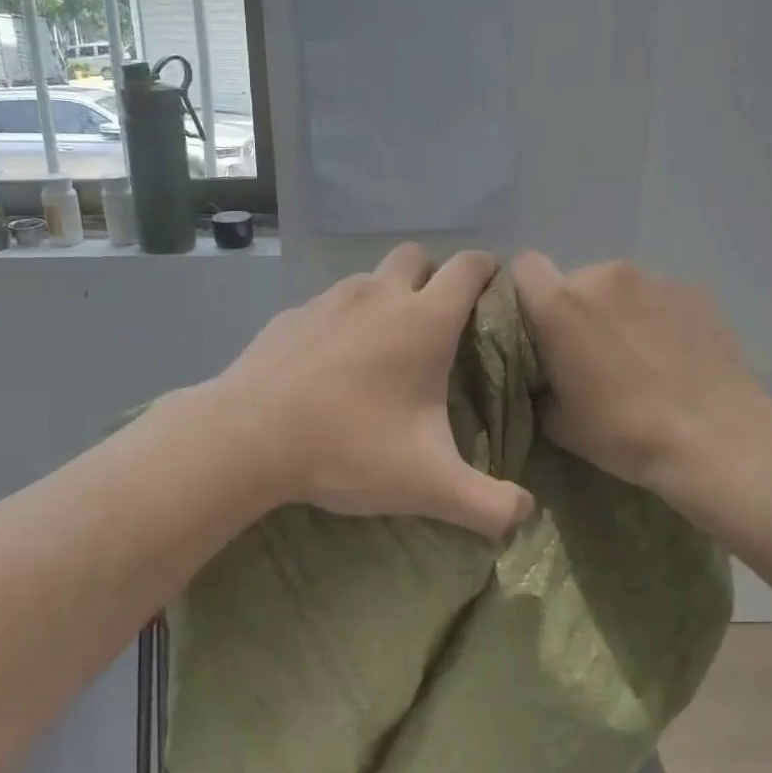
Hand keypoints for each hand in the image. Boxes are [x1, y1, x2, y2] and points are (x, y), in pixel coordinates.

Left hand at [207, 243, 533, 538]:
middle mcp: (379, 295)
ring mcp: (329, 300)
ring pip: (370, 277)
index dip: (487, 271)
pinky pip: (329, 303)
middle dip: (433, 277)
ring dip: (386, 296)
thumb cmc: (348, 448)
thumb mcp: (428, 484)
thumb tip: (525, 516)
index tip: (492, 293)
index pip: (469, 267)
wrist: (246, 438)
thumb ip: (487, 504)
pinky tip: (332, 364)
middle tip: (435, 325)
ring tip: (382, 347)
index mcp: (423, 321)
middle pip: (416, 256)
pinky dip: (343, 319)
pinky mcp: (291, 315)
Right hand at [511, 251, 771, 498]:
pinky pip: (661, 296)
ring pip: (620, 287)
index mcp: (561, 305)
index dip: (527, 292)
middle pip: (576, 280)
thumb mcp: (558, 422)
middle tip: (594, 353)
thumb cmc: (623, 433)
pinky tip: (676, 355)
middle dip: (578, 309)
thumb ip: (540, 382)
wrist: (714, 439)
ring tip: (641, 354)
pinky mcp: (695, 290)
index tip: (538, 325)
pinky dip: (659, 317)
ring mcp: (655, 279)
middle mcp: (604, 276)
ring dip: (620, 311)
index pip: (525, 266)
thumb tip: (546, 374)